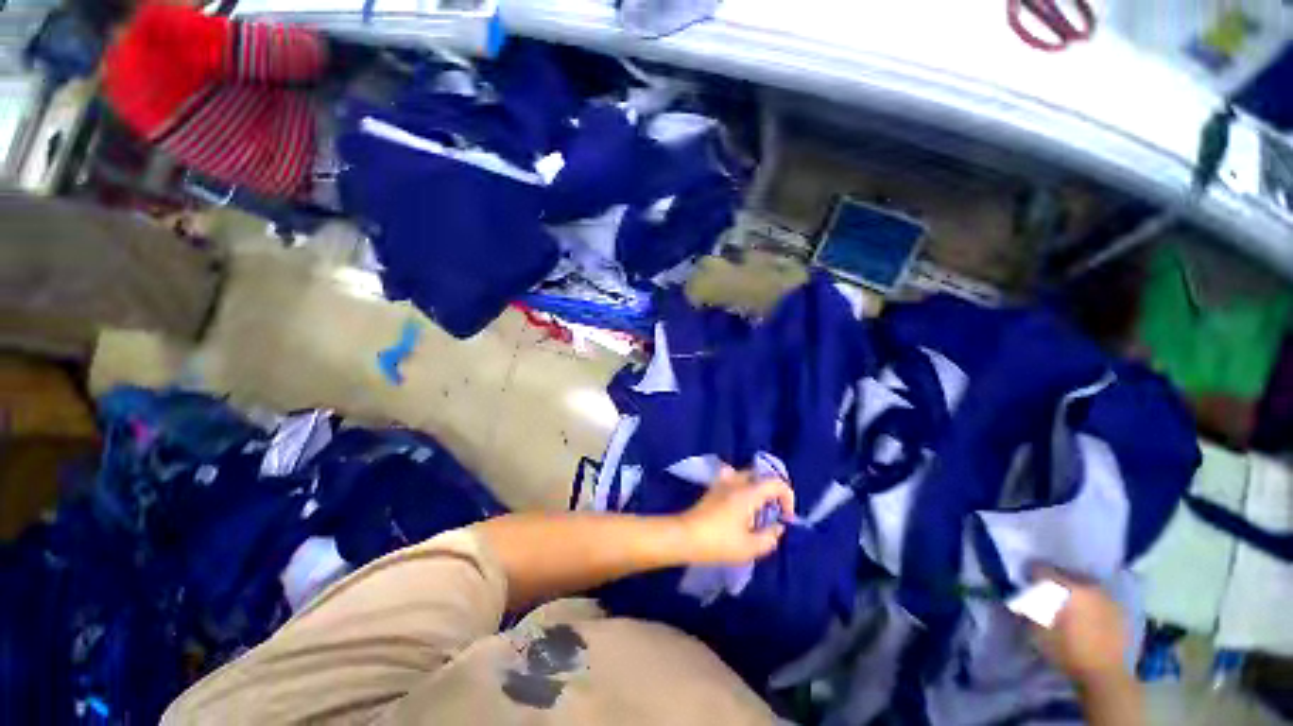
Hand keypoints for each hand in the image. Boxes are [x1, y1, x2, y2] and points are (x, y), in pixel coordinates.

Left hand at [673, 466, 795, 565]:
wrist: (685, 536)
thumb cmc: (719, 542)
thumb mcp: (750, 547)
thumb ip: (770, 537)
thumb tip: (777, 527)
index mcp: (748, 492)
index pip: (776, 482)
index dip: (788, 498)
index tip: (786, 518)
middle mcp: (736, 481)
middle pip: (761, 476)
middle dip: (772, 492)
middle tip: (773, 513)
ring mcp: (722, 482)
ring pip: (747, 478)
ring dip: (757, 491)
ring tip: (757, 514)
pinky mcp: (713, 489)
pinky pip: (734, 482)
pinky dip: (744, 491)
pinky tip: (741, 512)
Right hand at [1027, 566, 1130, 689]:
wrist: (1106, 675)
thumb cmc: (1068, 652)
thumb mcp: (1037, 632)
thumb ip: (1028, 608)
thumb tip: (1021, 595)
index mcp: (1068, 588)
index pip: (1043, 569)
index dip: (1031, 574)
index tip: (1026, 582)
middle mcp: (1089, 586)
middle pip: (1066, 573)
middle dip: (1055, 581)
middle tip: (1047, 593)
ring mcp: (1108, 597)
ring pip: (1085, 584)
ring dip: (1074, 590)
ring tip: (1068, 603)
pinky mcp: (1120, 609)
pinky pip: (1100, 597)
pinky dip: (1090, 601)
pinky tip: (1086, 614)